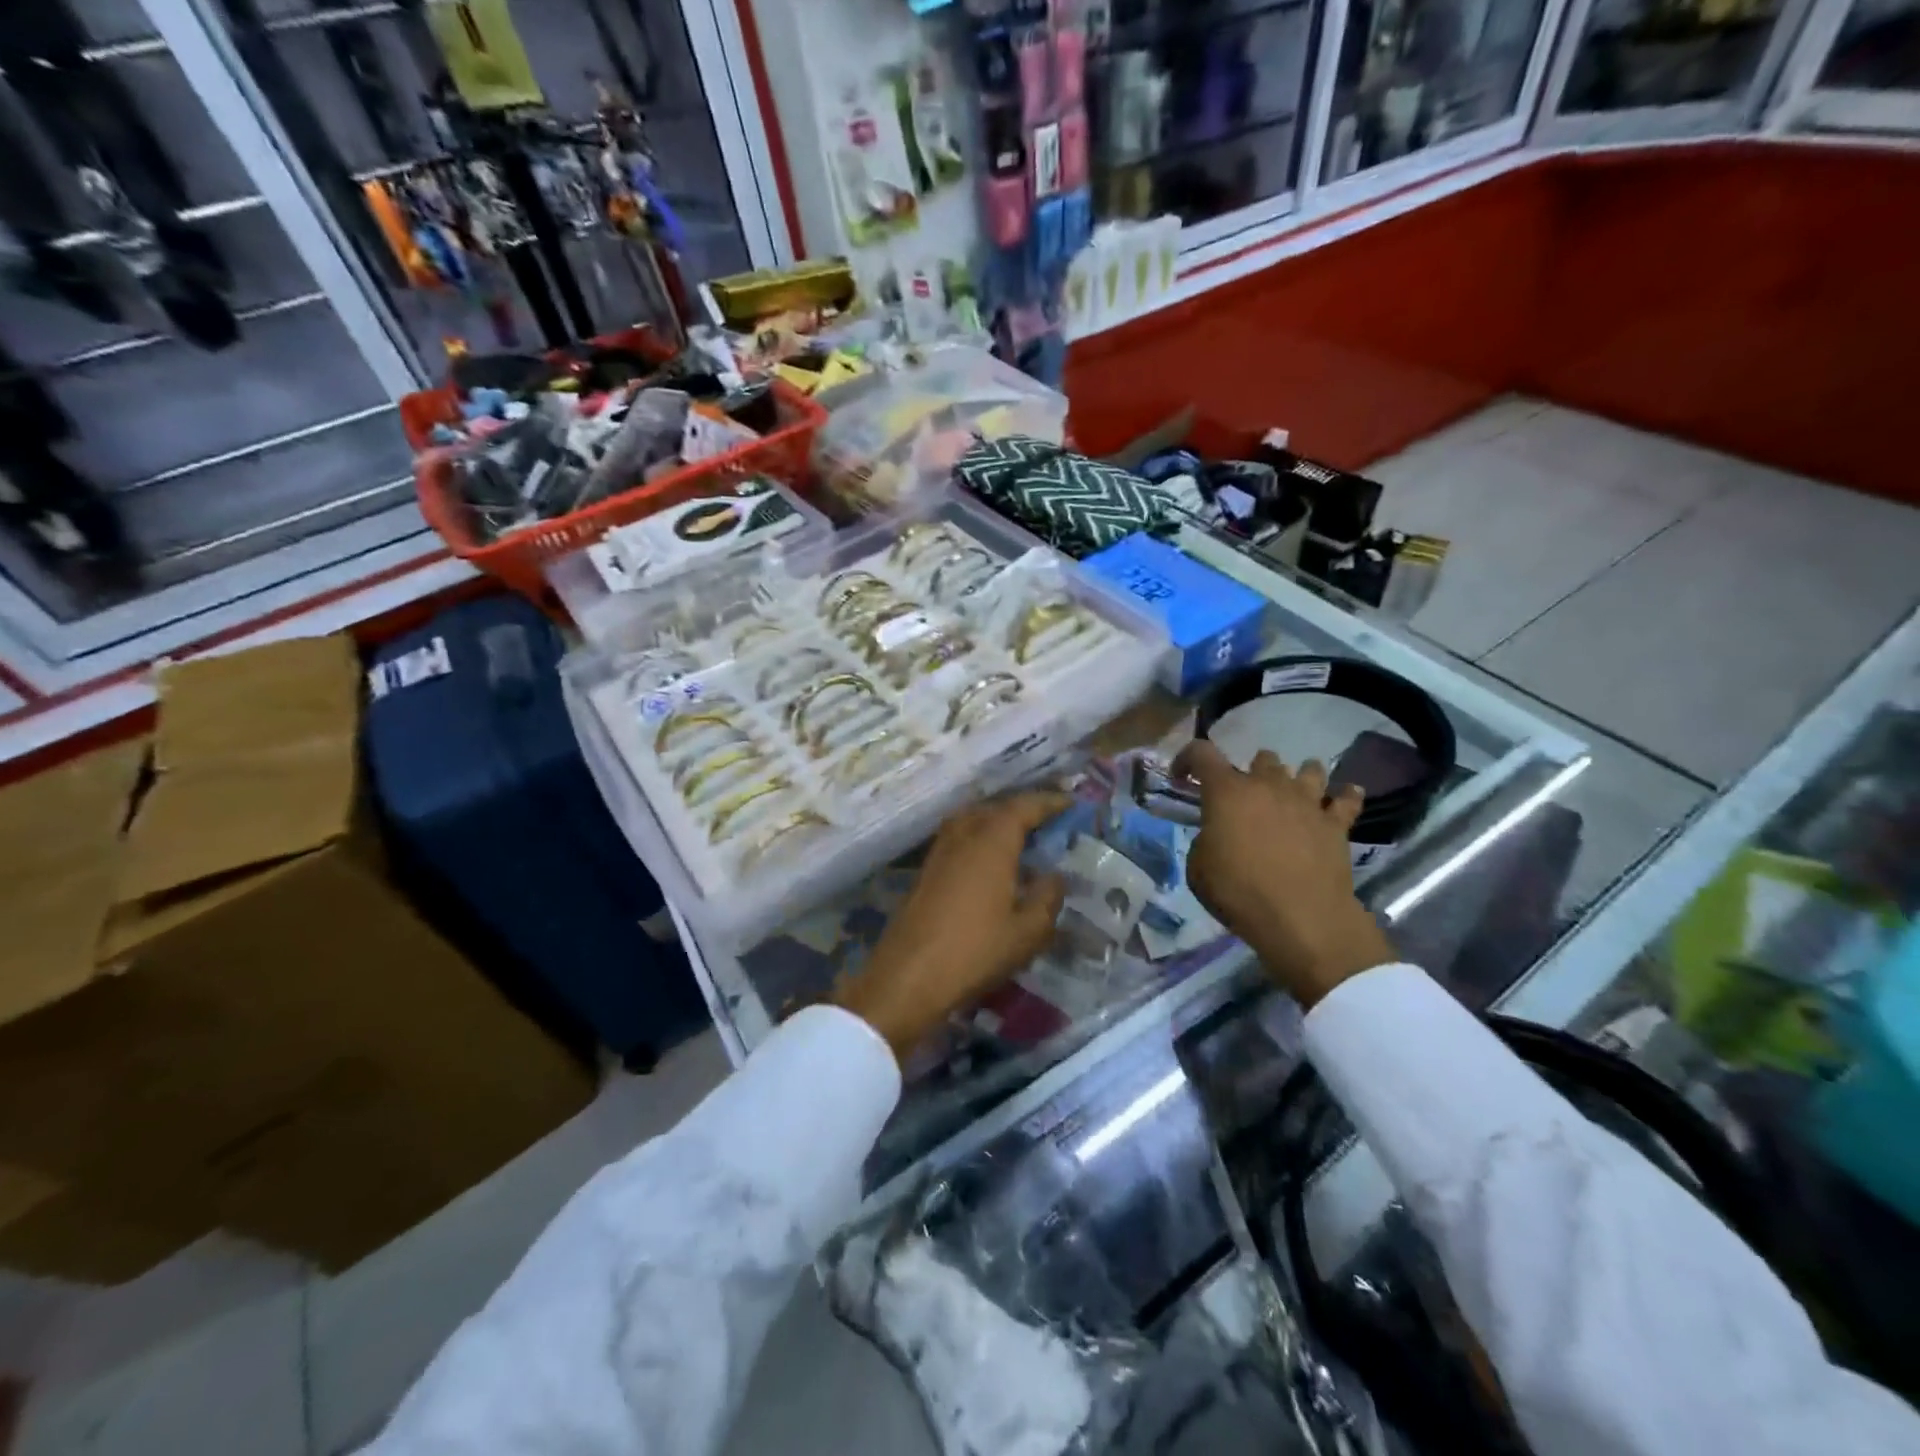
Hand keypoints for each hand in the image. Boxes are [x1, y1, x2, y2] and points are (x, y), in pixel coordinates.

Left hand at [838, 791, 1070, 1059]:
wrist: (909, 976)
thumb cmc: (975, 951)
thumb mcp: (1028, 931)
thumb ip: (1048, 897)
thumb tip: (1054, 876)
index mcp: (992, 841)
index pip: (1024, 807)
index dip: (1049, 802)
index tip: (1071, 803)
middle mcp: (963, 835)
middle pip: (995, 808)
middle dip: (1022, 810)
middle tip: (1048, 821)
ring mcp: (939, 851)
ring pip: (972, 820)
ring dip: (997, 821)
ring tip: (1020, 838)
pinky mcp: (925, 871)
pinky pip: (959, 838)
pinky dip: (979, 839)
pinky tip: (990, 863)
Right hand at [1174, 740, 1396, 1007]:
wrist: (1300, 918)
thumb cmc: (1239, 892)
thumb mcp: (1198, 869)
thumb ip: (1205, 841)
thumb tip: (1217, 837)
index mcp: (1227, 792)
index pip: (1202, 753)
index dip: (1187, 758)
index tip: (1182, 776)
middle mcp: (1268, 785)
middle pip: (1262, 758)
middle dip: (1252, 772)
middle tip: (1246, 798)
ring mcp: (1307, 801)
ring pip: (1308, 769)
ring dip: (1298, 777)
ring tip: (1293, 793)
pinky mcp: (1336, 824)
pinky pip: (1347, 799)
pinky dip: (1345, 797)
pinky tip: (1344, 798)